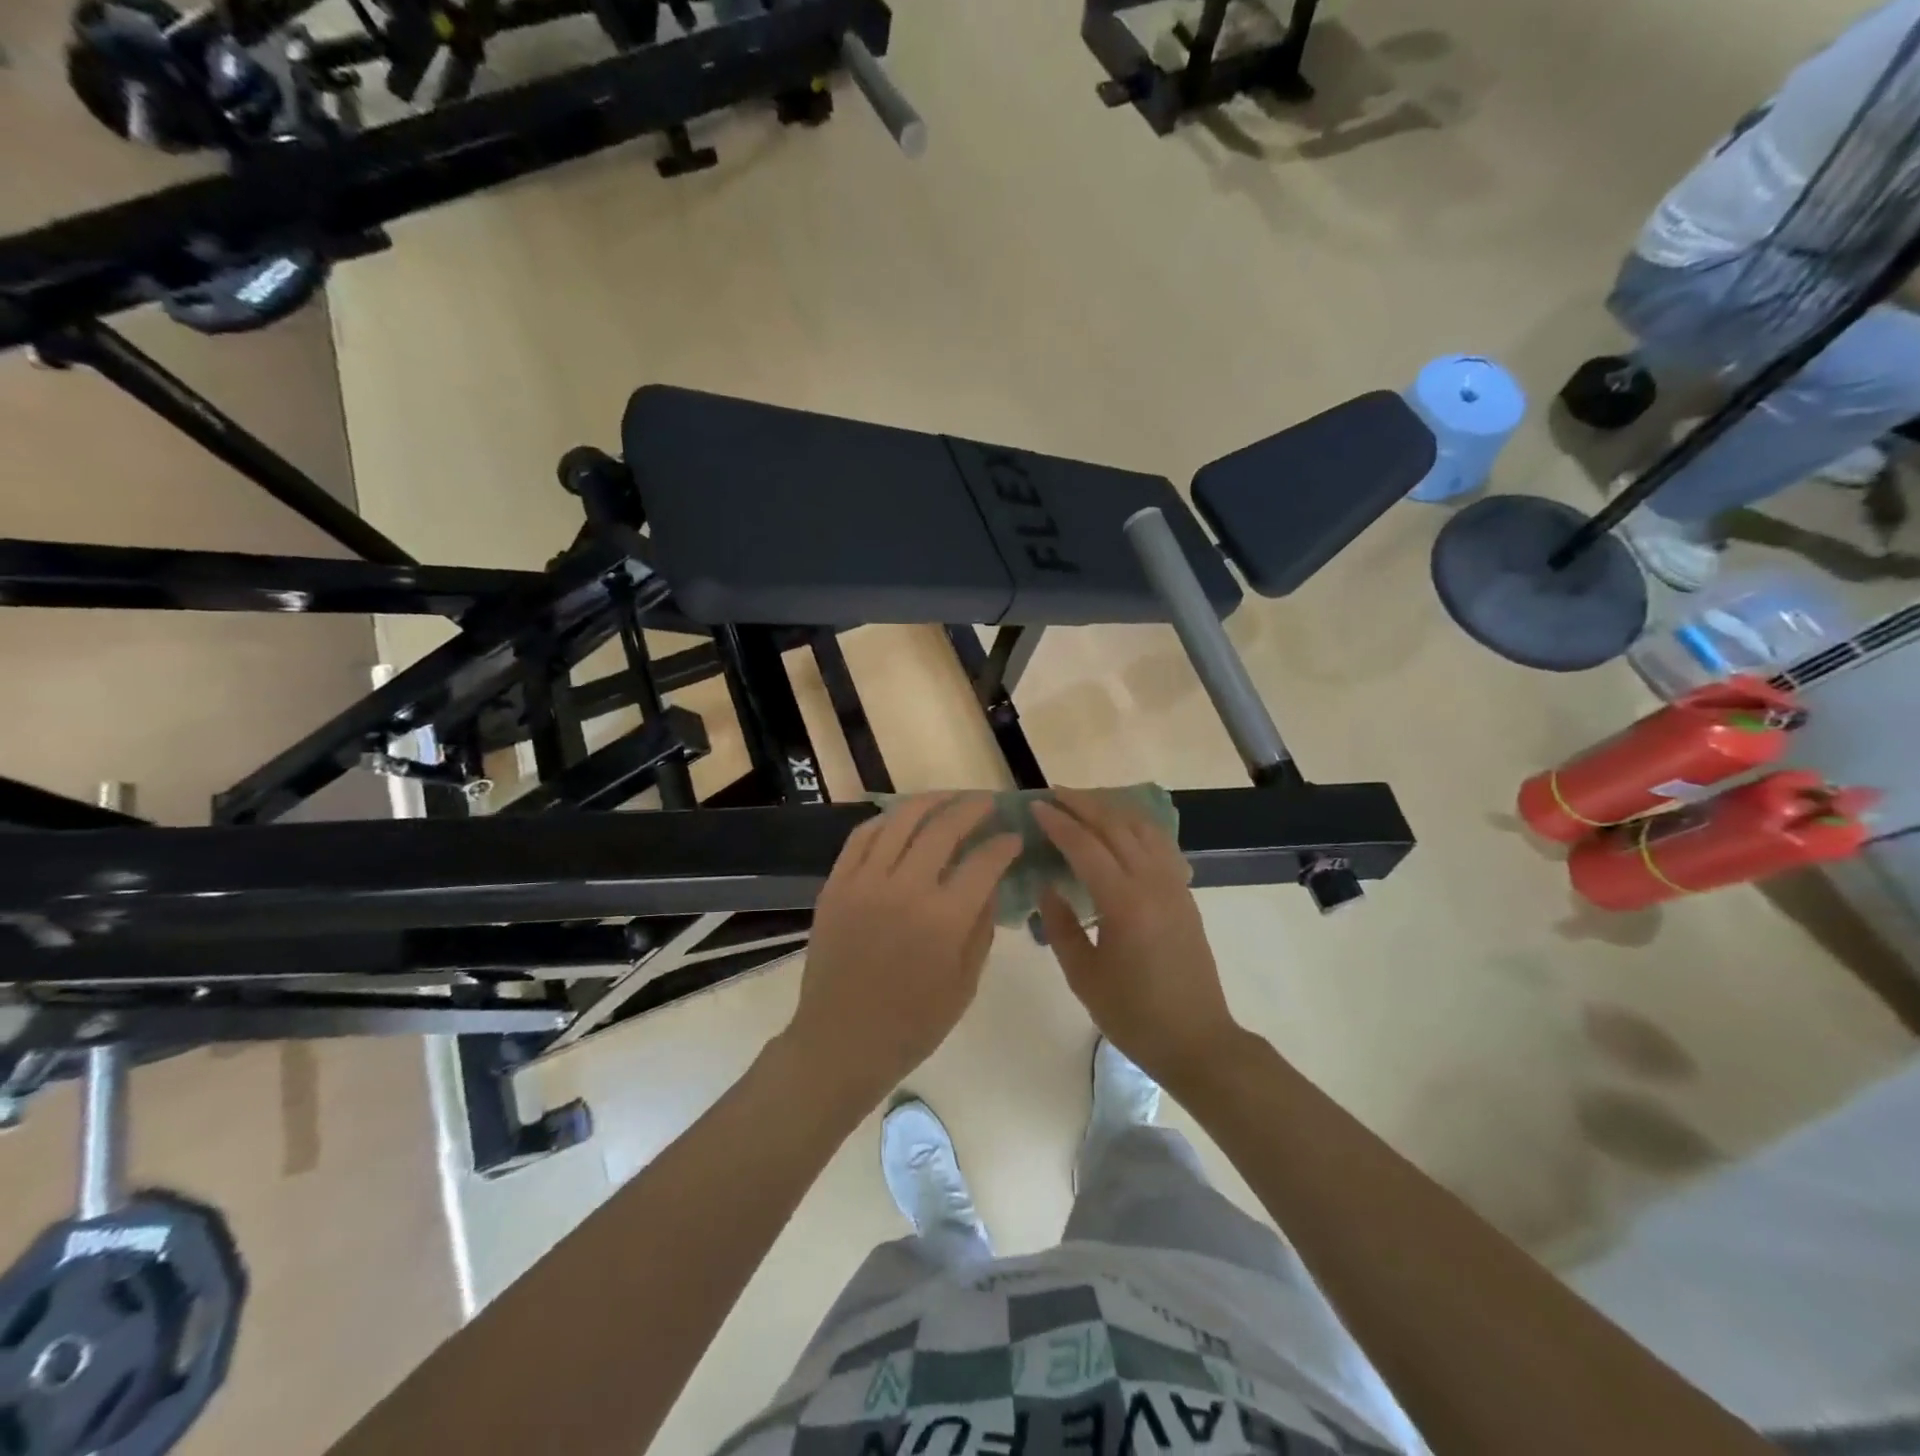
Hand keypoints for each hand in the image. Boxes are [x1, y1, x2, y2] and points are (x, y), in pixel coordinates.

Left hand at [783, 794, 1021, 1104]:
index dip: (1004, 844)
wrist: (841, 1041)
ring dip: (930, 801)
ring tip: (949, 797)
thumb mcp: (965, 983)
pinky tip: (902, 818)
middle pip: (943, 828)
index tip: (1015, 837)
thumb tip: (991, 883)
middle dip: (972, 808)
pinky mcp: (836, 884)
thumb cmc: (912, 1024)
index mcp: (943, 919)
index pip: (984, 862)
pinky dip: (886, 820)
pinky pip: (862, 837)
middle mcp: (904, 889)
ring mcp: (865, 882)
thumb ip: (981, 927)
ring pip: (900, 821)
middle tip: (988, 802)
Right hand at [1033, 789, 1245, 1091]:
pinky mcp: (1185, 893)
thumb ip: (1060, 926)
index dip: (1059, 823)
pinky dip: (1136, 826)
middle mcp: (1153, 883)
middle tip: (1055, 793)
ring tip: (1084, 803)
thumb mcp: (1083, 976)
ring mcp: (1174, 885)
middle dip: (1084, 804)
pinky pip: (1160, 844)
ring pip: (1143, 828)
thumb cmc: (1133, 1014)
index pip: (1086, 846)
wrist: (1196, 1040)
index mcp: (1124, 903)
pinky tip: (1121, 829)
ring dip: (1112, 809)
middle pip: (1116, 826)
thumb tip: (1047, 885)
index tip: (1036, 806)